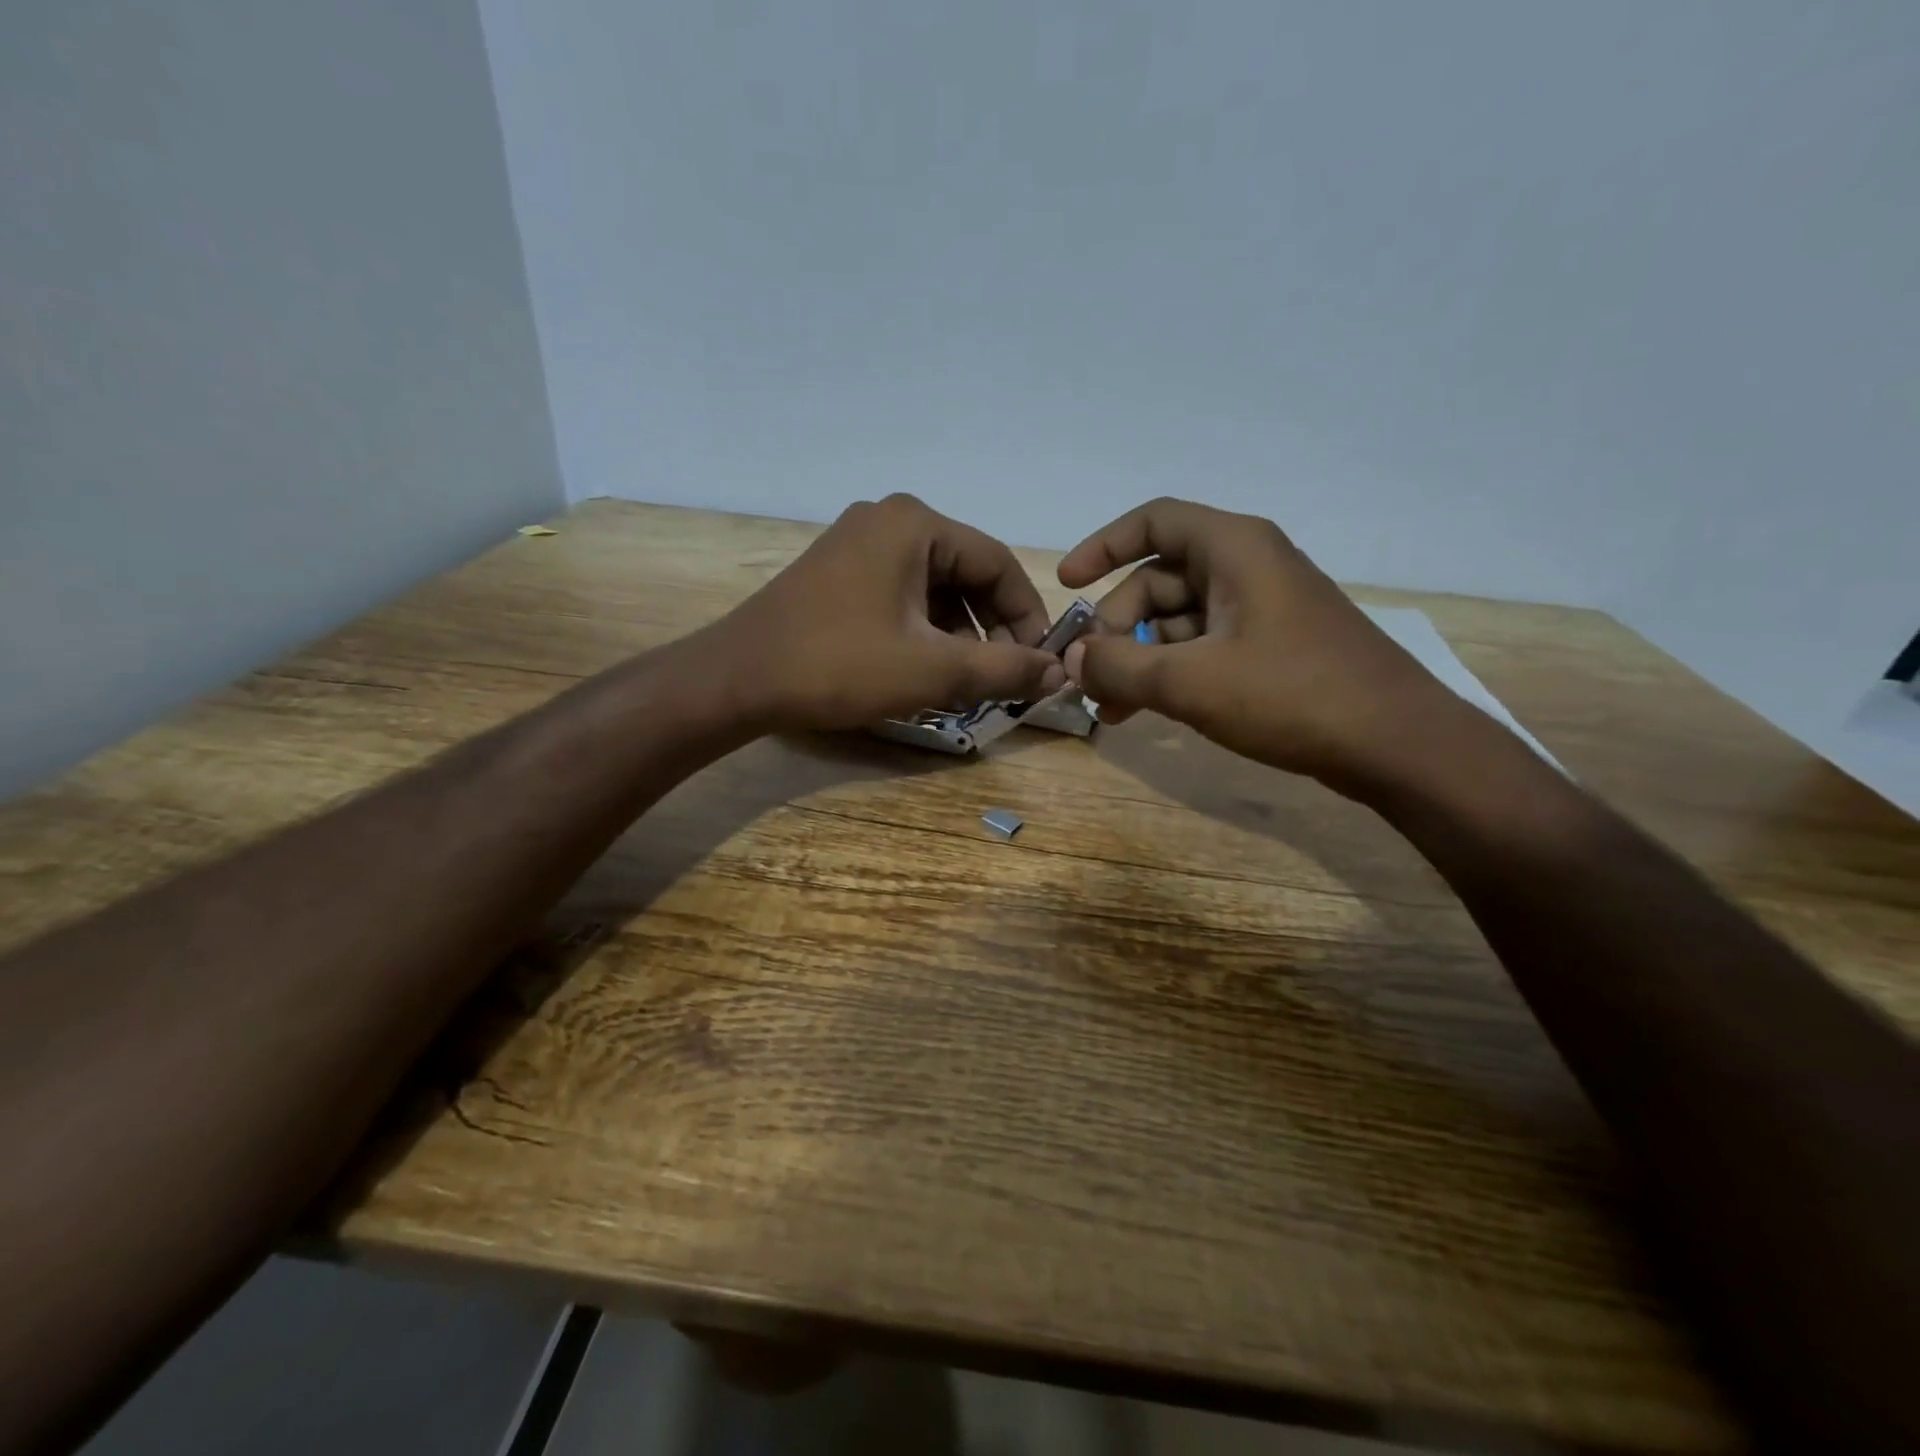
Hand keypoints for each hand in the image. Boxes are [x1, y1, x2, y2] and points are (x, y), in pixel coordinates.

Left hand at [717, 494, 1066, 731]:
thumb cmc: (839, 666)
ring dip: (957, 635)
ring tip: (963, 683)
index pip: (999, 563)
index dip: (1028, 616)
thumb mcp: (932, 672)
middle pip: (967, 573)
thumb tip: (1059, 673)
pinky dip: (923, 632)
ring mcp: (858, 544)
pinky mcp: (838, 572)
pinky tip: (922, 671)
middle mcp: (889, 520)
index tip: (1039, 664)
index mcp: (916, 524)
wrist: (737, 680)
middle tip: (1001, 679)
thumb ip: (1004, 669)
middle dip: (990, 629)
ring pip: (934, 588)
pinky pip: (902, 596)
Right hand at [1058, 498, 1461, 792]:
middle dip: (1116, 626)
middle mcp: (1247, 568)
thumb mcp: (1191, 682)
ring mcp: (1262, 610)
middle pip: (1158, 579)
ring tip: (1110, 709)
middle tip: (1091, 677)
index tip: (1066, 585)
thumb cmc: (1293, 695)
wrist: (1398, 746)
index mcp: (1234, 549)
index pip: (1153, 521)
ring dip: (1138, 659)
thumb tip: (1073, 661)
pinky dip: (1170, 673)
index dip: (1102, 546)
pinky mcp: (1271, 648)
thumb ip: (1120, 668)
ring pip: (1177, 620)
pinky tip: (1147, 711)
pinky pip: (1203, 647)